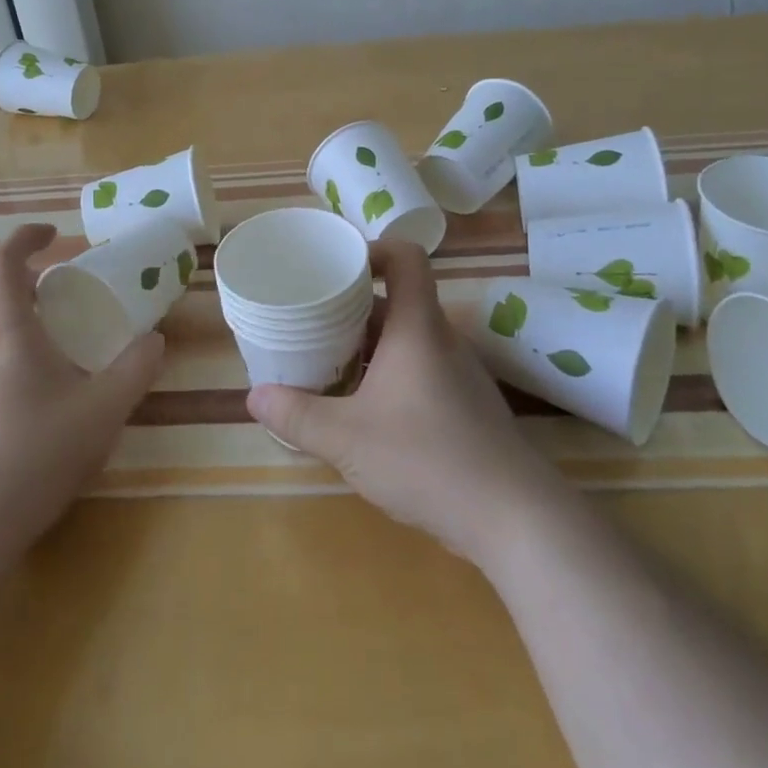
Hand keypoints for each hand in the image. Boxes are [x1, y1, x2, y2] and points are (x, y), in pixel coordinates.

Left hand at [0, 224, 163, 553]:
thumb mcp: (104, 409)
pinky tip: (41, 384)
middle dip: (30, 279)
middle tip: (69, 290)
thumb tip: (154, 340)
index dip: (26, 237)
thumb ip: (135, 369)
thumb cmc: (39, 453)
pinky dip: (11, 346)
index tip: (56, 235)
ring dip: (20, 314)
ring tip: (60, 335)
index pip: (3, 262)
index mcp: (7, 331)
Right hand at [246, 240, 560, 566]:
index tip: (335, 267)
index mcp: (418, 327)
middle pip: (398, 300)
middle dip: (352, 306)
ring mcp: (459, 373)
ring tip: (328, 362)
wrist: (514, 518)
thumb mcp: (347, 438)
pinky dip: (389, 374)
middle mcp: (442, 340)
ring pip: (408, 339)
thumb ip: (297, 415)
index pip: (406, 258)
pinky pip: (420, 370)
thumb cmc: (426, 459)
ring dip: (369, 344)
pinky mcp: (466, 405)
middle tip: (312, 319)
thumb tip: (253, 396)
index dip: (372, 249)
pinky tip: (364, 409)